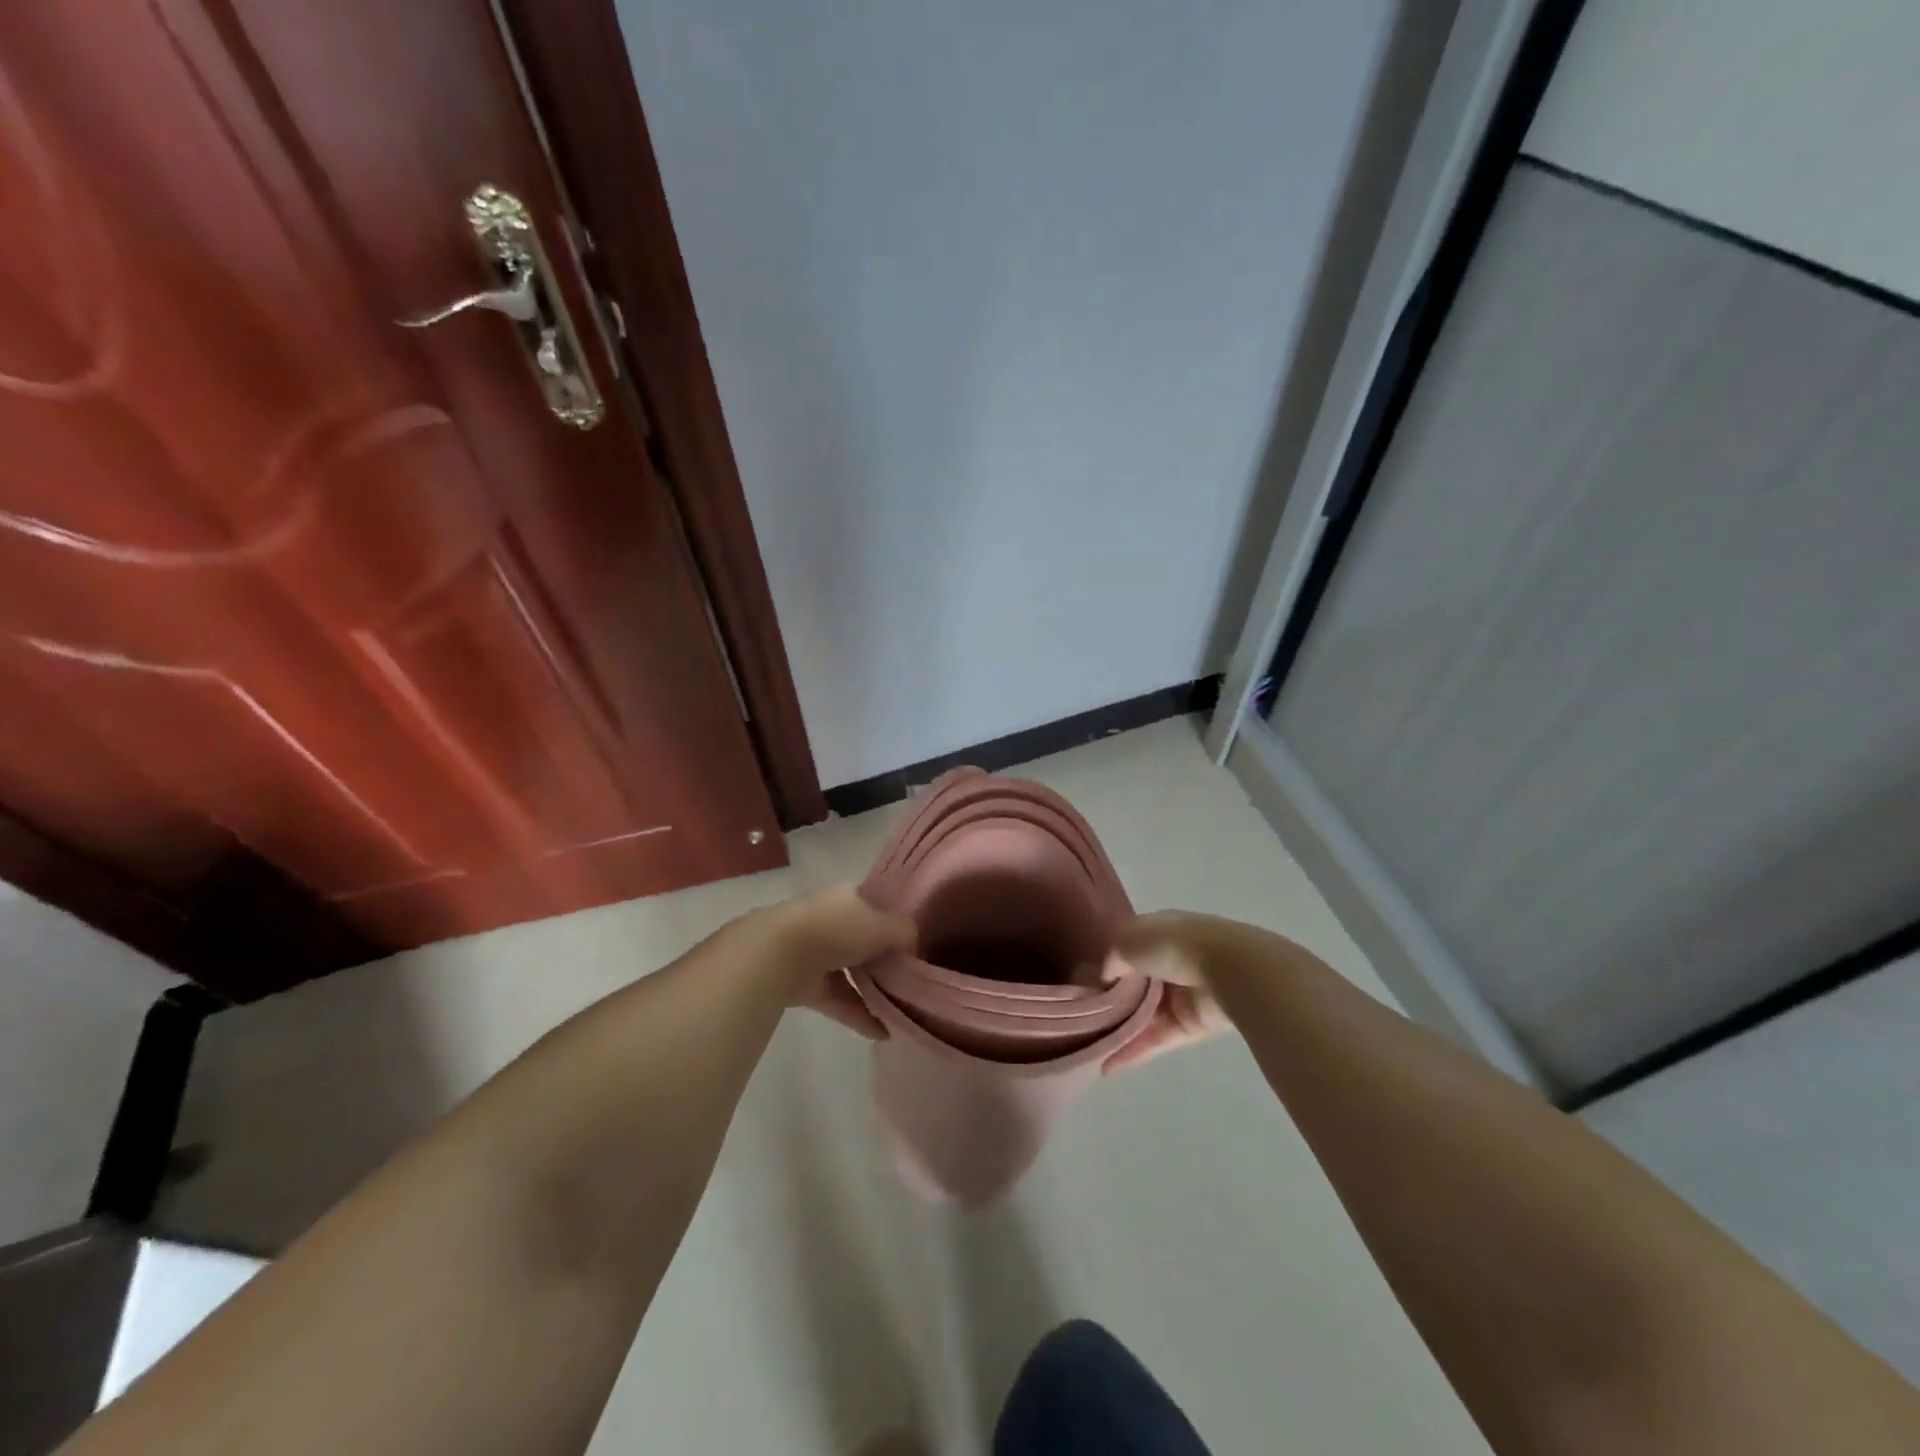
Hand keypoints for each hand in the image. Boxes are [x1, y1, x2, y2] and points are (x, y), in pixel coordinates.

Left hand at [753, 883, 915, 1038]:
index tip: (916, 942)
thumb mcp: (883, 925)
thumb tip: (914, 944)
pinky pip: (839, 1000)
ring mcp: (815, 953)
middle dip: (884, 958)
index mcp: (848, 896)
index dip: (895, 922)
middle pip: (864, 939)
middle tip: (912, 978)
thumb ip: (904, 932)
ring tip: (901, 1008)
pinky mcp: (805, 985)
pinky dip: (858, 1015)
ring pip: (851, 971)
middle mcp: (831, 920)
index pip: (876, 905)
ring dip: (873, 989)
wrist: (779, 956)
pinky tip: (883, 1032)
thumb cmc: (837, 929)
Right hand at [1099, 911, 1236, 1070]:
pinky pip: (1159, 1038)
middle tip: (1081, 1020)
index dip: (1106, 964)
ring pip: (1145, 1014)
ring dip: (1120, 1030)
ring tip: (1088, 1047)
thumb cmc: (1175, 945)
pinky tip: (1108, 1065)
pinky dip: (1135, 1051)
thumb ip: (1113, 957)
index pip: (1126, 948)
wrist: (1231, 970)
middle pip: (1135, 983)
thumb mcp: (1130, 940)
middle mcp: (1169, 960)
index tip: (1083, 984)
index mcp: (1158, 931)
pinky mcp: (1192, 1025)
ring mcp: (1182, 994)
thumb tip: (1106, 976)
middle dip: (1111, 1001)